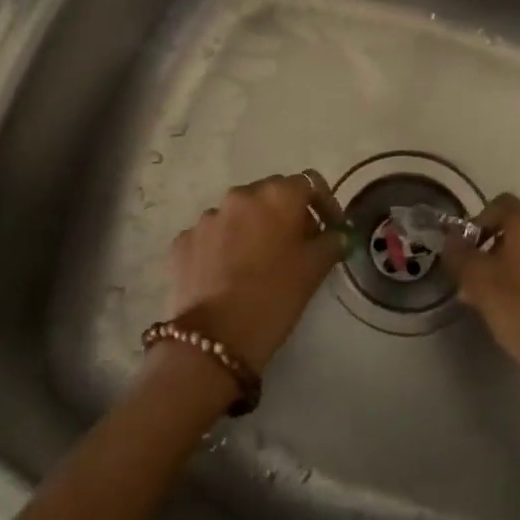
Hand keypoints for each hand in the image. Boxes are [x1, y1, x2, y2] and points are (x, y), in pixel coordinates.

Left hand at [167, 171, 347, 372]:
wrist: (216, 336)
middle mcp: (239, 195)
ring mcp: (207, 217)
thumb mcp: (314, 270)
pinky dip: (222, 247)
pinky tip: (227, 275)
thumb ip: (330, 242)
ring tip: (256, 263)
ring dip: (251, 229)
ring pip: (238, 214)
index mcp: (276, 196)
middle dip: (285, 215)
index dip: (323, 203)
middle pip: (270, 195)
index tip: (329, 229)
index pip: (309, 183)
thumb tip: (336, 233)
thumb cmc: (275, 296)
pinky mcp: (183, 240)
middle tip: (295, 246)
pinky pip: (211, 235)